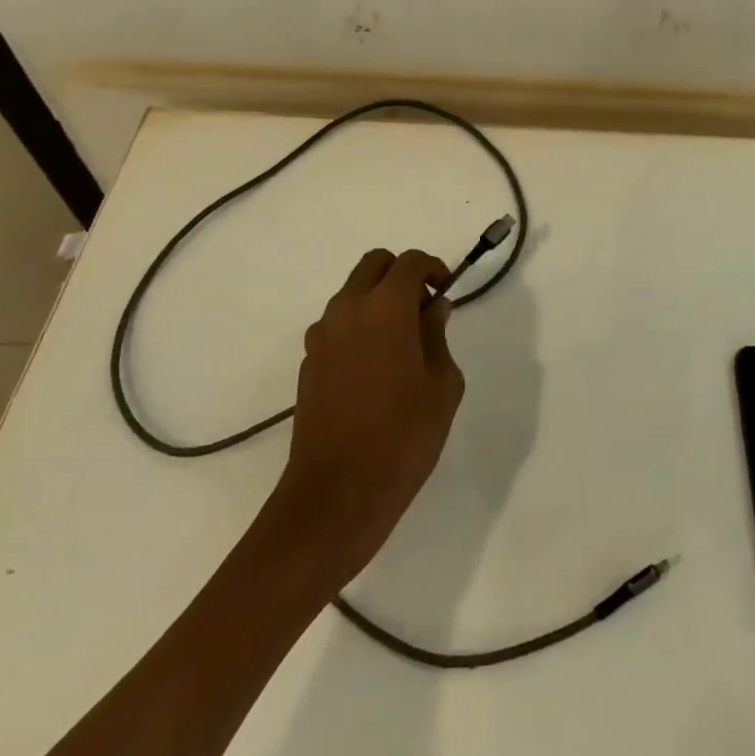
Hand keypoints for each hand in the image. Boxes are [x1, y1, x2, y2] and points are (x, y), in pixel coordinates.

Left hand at [272, 248, 464, 586]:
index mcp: (385, 308)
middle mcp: (348, 310)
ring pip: (352, 293)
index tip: (446, 290)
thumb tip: (432, 310)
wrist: (337, 494)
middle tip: (423, 309)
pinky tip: (374, 369)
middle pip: (374, 264)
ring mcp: (322, 335)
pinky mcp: (308, 362)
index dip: (433, 268)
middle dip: (401, 274)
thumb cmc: (403, 437)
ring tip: (401, 343)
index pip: (410, 262)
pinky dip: (358, 328)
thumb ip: (438, 336)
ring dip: (377, 300)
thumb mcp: (442, 386)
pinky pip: (337, 325)